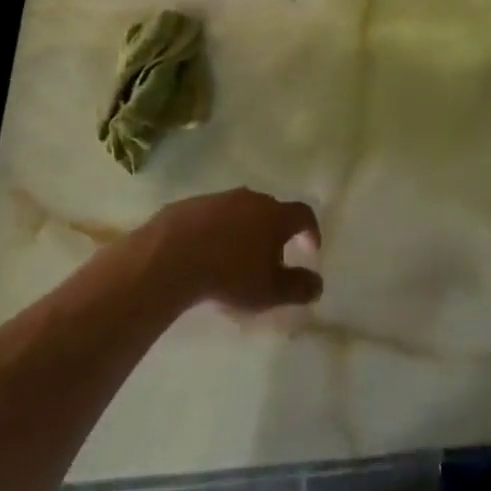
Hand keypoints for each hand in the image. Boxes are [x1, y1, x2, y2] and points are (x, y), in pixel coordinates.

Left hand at [145, 189, 322, 312]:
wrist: (172, 255)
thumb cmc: (230, 274)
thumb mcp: (269, 291)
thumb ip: (298, 288)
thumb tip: (318, 284)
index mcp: (275, 215)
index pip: (303, 214)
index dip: (311, 231)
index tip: (311, 249)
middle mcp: (252, 199)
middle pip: (272, 210)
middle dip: (276, 232)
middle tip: (272, 258)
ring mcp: (220, 198)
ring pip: (242, 211)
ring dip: (246, 229)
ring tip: (238, 257)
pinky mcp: (192, 204)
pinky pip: (214, 216)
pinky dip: (219, 230)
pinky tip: (207, 252)